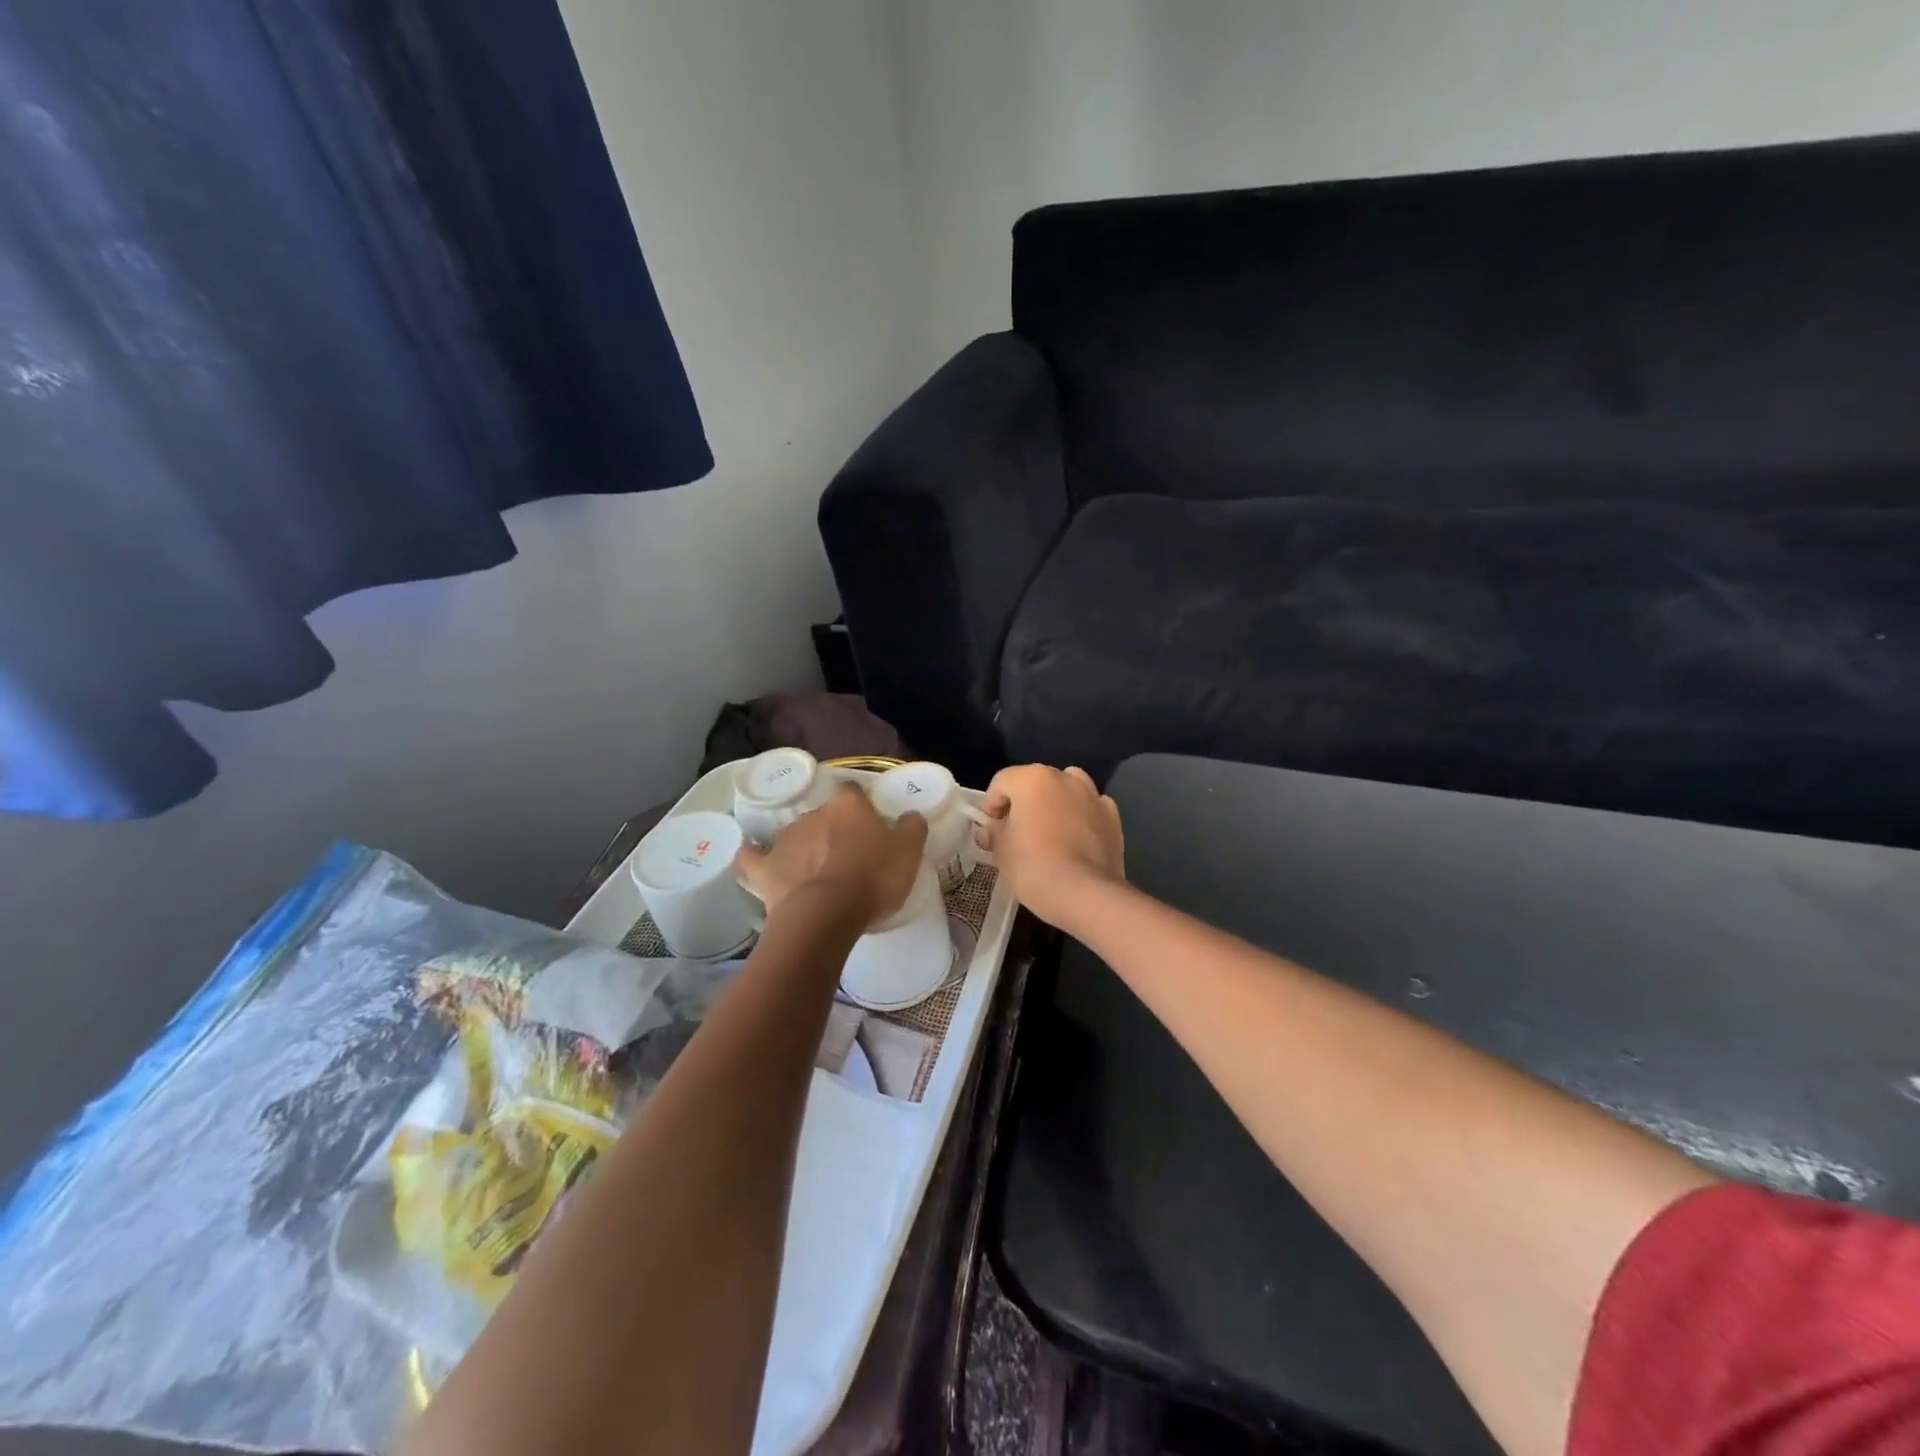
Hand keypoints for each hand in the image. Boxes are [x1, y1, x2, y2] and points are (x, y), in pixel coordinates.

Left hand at [733, 782, 927, 928]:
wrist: (826, 915)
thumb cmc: (872, 879)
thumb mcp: (908, 853)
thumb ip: (912, 828)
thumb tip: (910, 815)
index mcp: (848, 806)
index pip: (853, 792)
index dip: (862, 808)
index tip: (870, 826)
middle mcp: (813, 814)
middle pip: (824, 815)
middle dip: (833, 831)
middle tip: (848, 857)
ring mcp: (785, 840)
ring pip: (795, 836)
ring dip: (804, 848)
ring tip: (815, 873)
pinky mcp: (763, 868)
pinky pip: (751, 857)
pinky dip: (751, 854)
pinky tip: (751, 855)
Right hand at [977, 765, 1125, 929]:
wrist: (1086, 894)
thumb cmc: (1034, 867)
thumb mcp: (1001, 850)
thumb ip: (994, 831)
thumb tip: (994, 828)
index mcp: (1032, 778)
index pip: (1001, 782)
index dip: (991, 806)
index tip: (992, 832)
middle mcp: (1065, 778)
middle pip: (1035, 783)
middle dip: (1023, 804)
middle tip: (1017, 834)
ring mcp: (1093, 795)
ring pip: (1066, 789)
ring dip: (1055, 804)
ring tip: (1049, 833)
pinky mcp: (1113, 817)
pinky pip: (1089, 808)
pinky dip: (1081, 817)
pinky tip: (1076, 840)